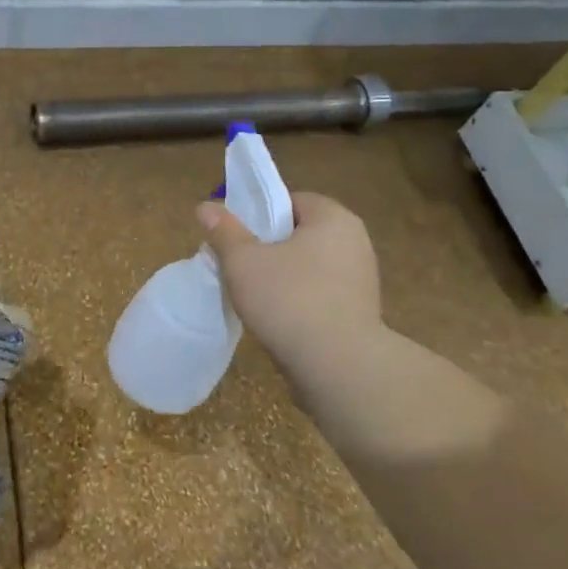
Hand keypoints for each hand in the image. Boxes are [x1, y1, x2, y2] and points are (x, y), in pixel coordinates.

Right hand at [196, 191, 380, 380]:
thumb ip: (224, 231)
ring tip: (254, 297)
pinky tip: (278, 319)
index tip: (237, 235)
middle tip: (238, 265)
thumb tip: (205, 206)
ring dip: (283, 277)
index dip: (260, 214)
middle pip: (300, 234)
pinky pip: (321, 294)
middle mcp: (355, 242)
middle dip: (269, 247)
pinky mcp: (360, 313)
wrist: (339, 367)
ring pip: (309, 267)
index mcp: (333, 218)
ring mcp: (362, 280)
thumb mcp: (243, 261)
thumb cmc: (289, 300)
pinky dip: (299, 301)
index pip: (292, 201)